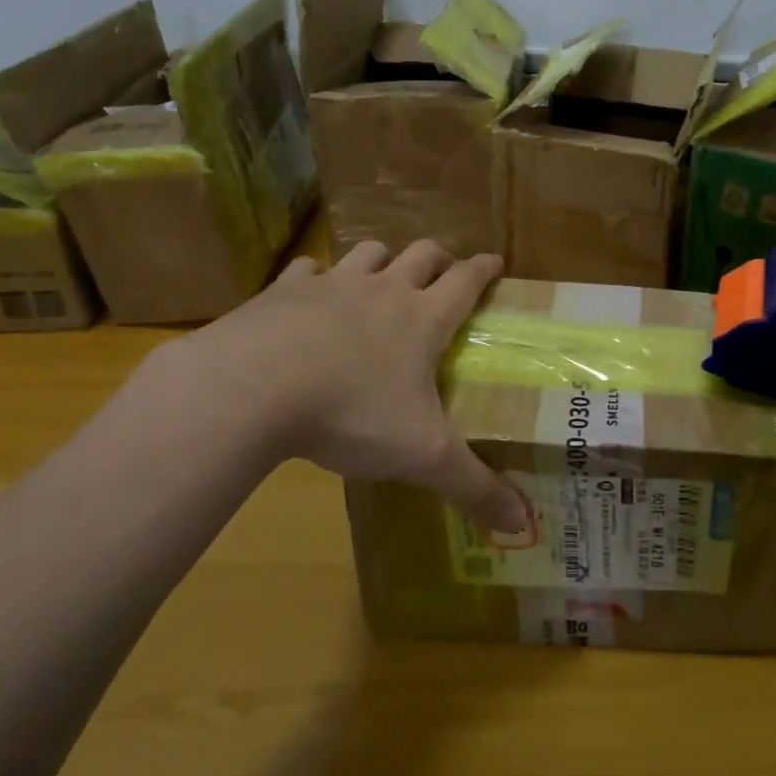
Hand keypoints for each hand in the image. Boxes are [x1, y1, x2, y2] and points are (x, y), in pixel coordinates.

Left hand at [159, 240, 529, 532]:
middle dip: (439, 257)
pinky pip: (308, 269)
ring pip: (369, 252)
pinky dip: (316, 276)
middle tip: (443, 271)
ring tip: (383, 276)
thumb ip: (473, 487)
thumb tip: (524, 523)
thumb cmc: (351, 413)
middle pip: (422, 254)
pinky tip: (310, 293)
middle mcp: (384, 291)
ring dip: (383, 259)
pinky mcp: (283, 291)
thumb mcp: (422, 456)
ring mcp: (332, 285)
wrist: (251, 389)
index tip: (496, 261)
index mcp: (423, 319)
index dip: (485, 269)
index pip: (466, 281)